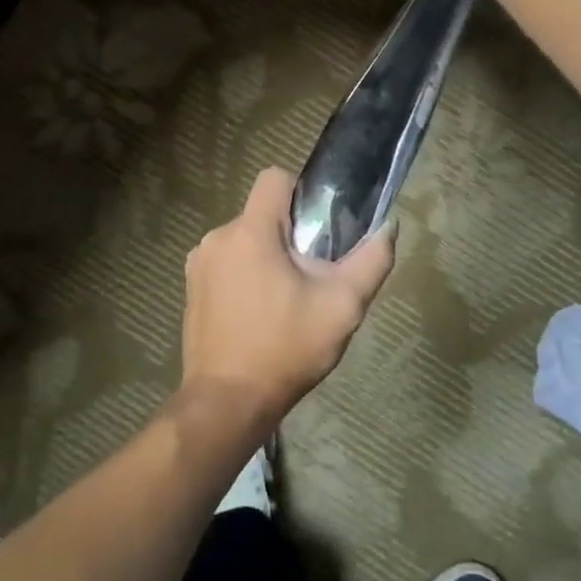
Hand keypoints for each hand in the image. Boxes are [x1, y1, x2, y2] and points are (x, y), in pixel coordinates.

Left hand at [180, 168, 396, 422]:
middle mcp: (217, 238)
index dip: (301, 192)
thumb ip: (372, 260)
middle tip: (311, 275)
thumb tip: (390, 226)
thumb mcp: (343, 305)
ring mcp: (198, 265)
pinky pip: (226, 265)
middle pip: (262, 214)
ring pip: (244, 240)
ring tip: (286, 300)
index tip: (319, 227)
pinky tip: (259, 315)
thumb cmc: (286, 348)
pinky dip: (244, 277)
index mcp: (250, 231)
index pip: (274, 177)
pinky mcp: (190, 290)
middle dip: (289, 235)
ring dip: (266, 258)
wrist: (228, 403)